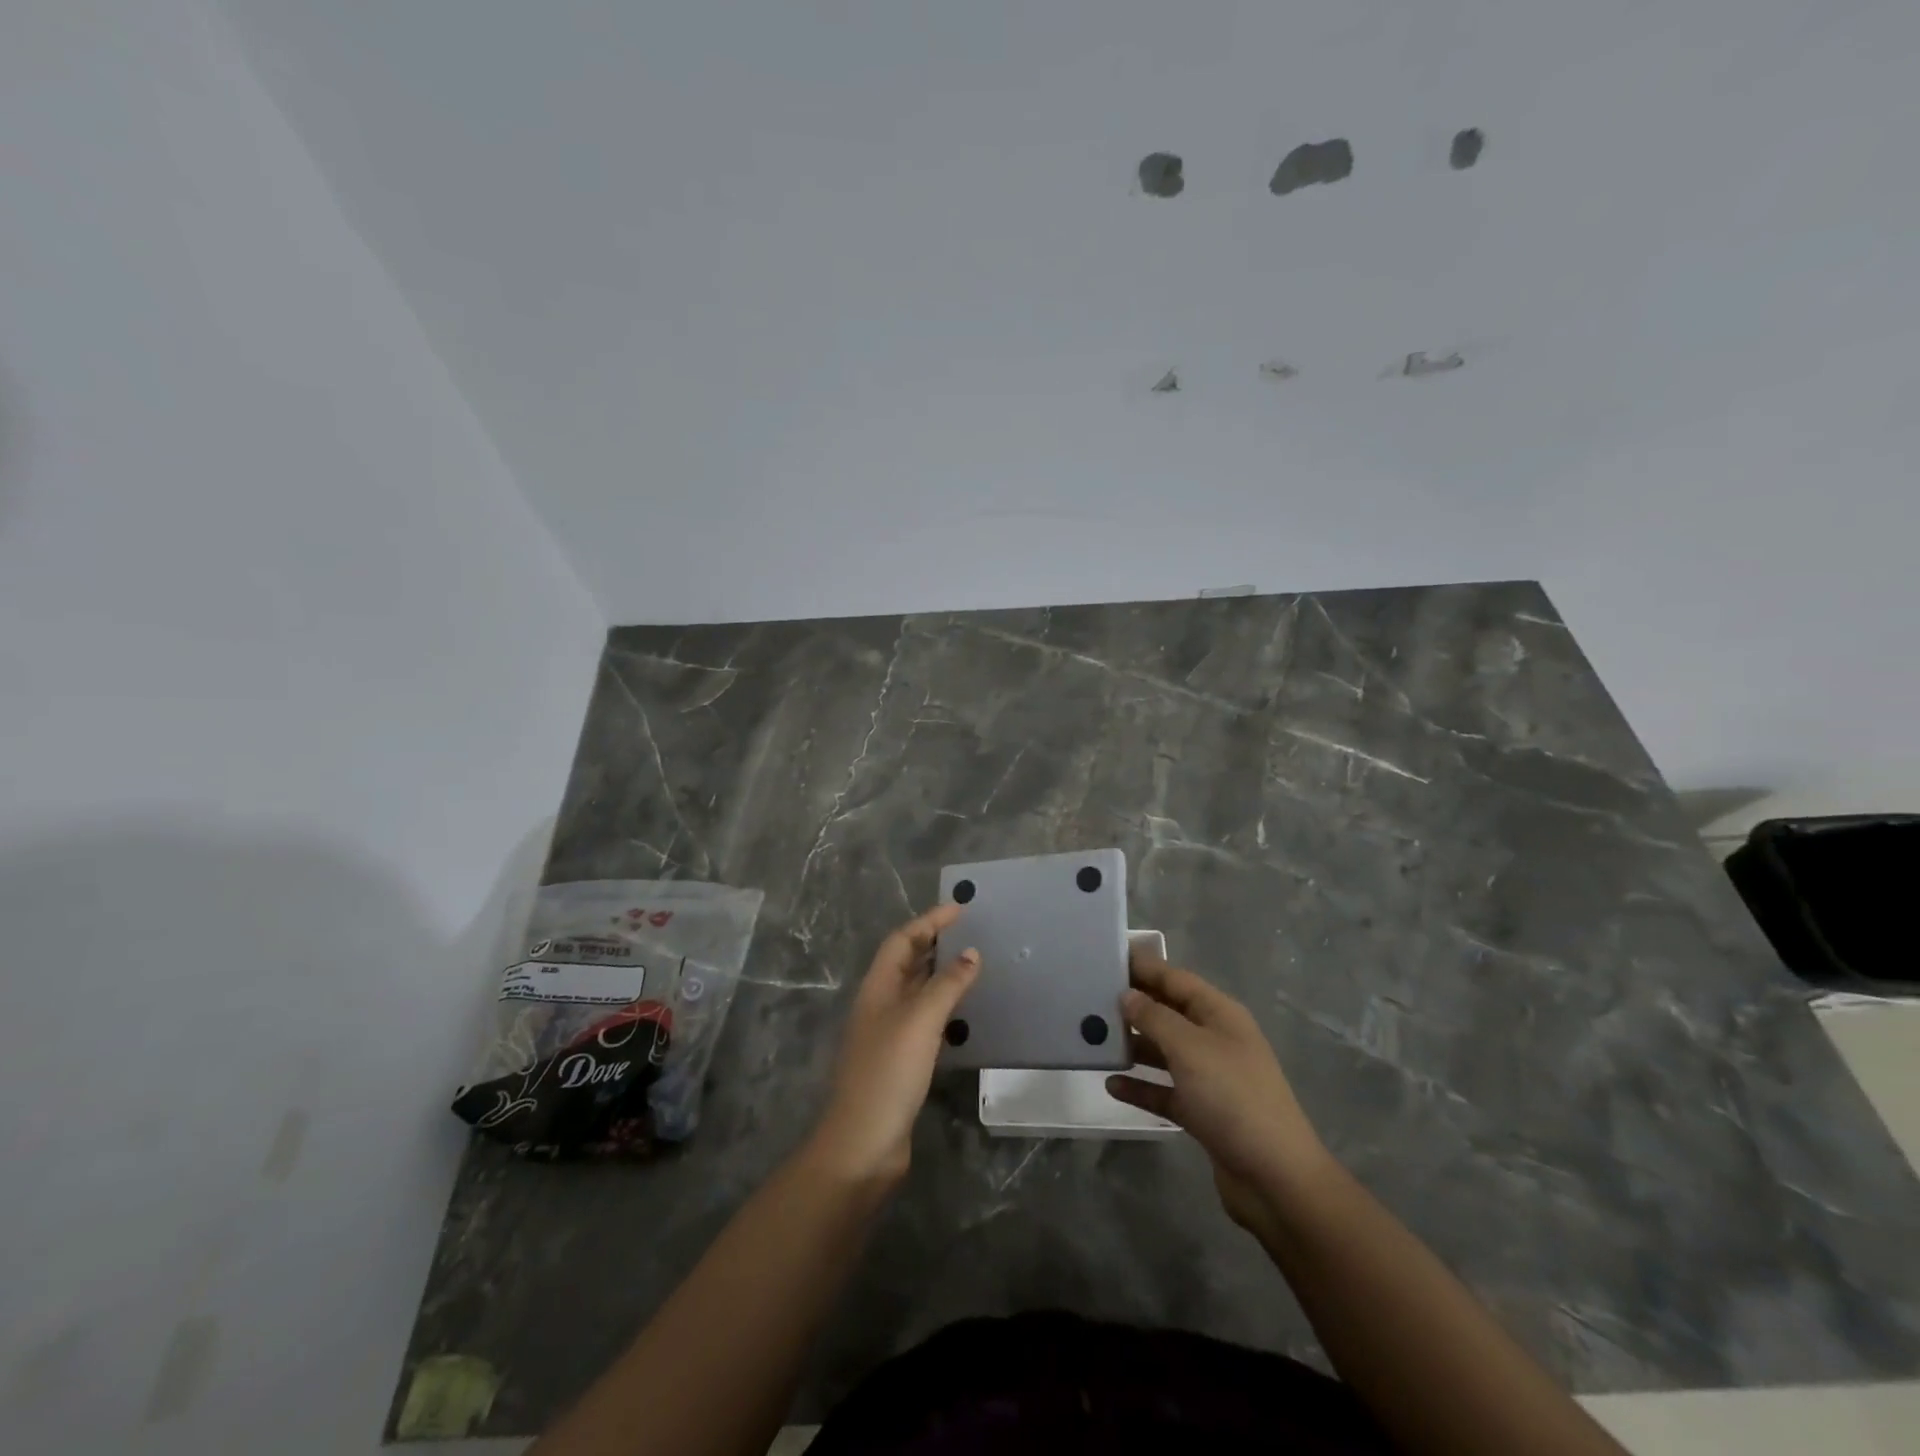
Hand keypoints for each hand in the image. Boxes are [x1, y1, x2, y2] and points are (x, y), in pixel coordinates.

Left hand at [808, 904, 978, 1186]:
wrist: (864, 1143)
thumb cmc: (889, 1072)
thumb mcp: (920, 1021)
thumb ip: (947, 984)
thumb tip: (972, 953)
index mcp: (877, 988)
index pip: (902, 940)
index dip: (929, 921)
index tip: (960, 909)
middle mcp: (880, 1005)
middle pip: (906, 962)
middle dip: (934, 942)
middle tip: (970, 932)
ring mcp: (888, 1034)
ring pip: (916, 991)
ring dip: (940, 974)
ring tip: (973, 964)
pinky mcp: (901, 1061)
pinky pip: (925, 1020)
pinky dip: (944, 1007)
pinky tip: (964, 1013)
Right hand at [1106, 953, 1332, 1230]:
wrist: (1275, 1178)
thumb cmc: (1232, 1097)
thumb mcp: (1190, 1048)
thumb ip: (1155, 1017)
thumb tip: (1127, 995)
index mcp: (1220, 1015)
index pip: (1176, 979)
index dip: (1145, 967)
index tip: (1107, 958)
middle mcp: (1215, 1040)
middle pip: (1169, 1013)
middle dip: (1134, 1005)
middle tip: (1090, 997)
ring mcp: (1210, 1078)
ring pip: (1164, 1052)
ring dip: (1134, 1046)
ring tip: (1094, 1038)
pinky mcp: (1203, 1113)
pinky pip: (1164, 1091)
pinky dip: (1141, 1087)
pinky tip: (1112, 1084)